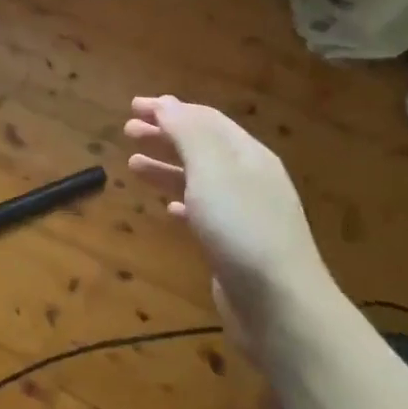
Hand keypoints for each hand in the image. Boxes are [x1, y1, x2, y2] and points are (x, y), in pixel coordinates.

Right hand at [123, 95, 332, 348]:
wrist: (279, 305)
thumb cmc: (242, 228)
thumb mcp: (213, 170)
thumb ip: (188, 133)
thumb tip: (167, 103)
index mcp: (247, 154)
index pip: (205, 119)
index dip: (169, 109)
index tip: (133, 106)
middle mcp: (249, 178)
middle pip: (202, 146)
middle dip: (165, 135)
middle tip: (128, 130)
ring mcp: (244, 213)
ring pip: (199, 179)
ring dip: (166, 167)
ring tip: (132, 165)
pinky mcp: (235, 245)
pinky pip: (203, 212)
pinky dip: (181, 202)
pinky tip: (166, 208)